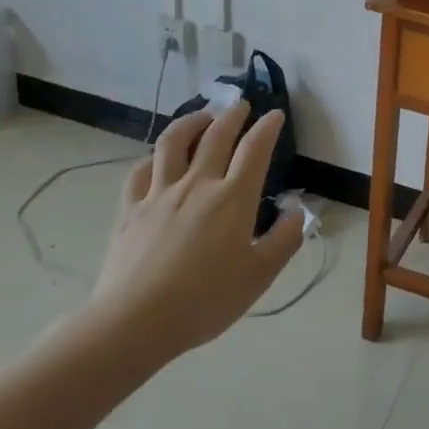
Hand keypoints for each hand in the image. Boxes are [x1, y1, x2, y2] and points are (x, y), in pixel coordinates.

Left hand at [80, 102, 305, 381]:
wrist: (134, 322)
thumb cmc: (204, 301)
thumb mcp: (258, 277)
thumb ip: (283, 241)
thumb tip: (297, 212)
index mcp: (233, 199)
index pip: (255, 149)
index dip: (268, 127)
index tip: (275, 115)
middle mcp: (197, 185)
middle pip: (216, 136)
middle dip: (232, 115)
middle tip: (241, 105)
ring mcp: (159, 193)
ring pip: (174, 142)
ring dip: (191, 121)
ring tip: (202, 117)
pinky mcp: (130, 208)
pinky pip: (141, 171)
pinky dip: (154, 157)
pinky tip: (158, 159)